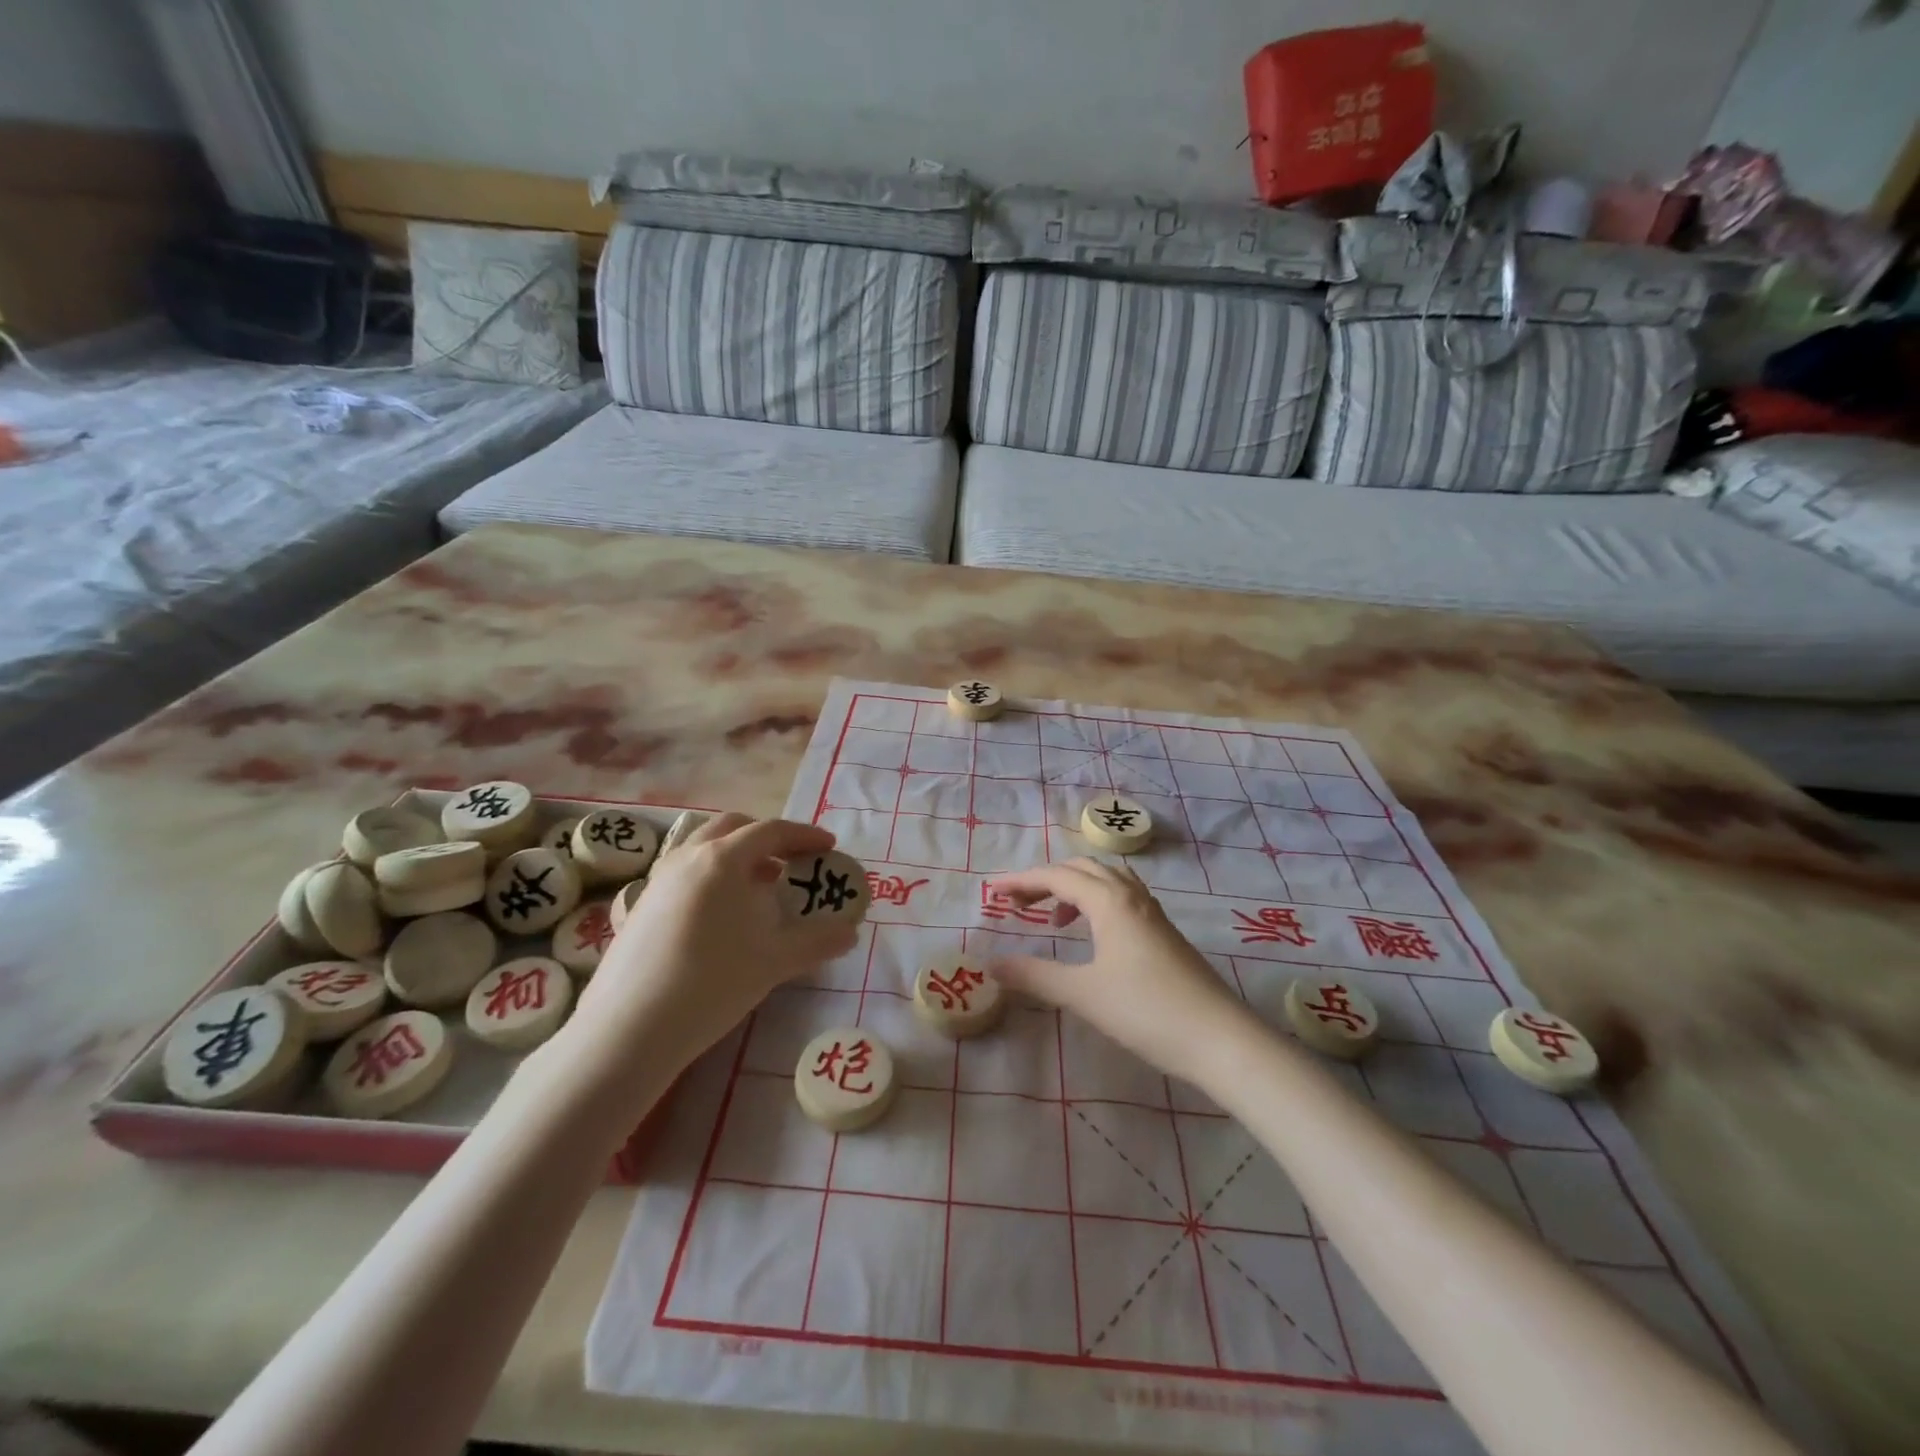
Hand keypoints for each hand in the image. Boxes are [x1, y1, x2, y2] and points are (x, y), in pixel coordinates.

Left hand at [572, 814, 859, 1087]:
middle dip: (767, 837)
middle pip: (733, 827)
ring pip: (703, 847)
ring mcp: (658, 880)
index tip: (827, 847)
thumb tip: (851, 932)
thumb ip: (817, 941)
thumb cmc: (711, 983)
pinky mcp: (639, 906)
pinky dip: (711, 876)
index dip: (804, 836)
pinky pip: (684, 872)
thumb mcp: (774, 962)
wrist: (628, 1030)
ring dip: (737, 855)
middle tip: (792, 861)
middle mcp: (687, 857)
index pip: (771, 831)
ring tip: (759, 886)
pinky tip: (720, 916)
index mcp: (723, 859)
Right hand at [986, 859, 1258, 1087]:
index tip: (991, 892)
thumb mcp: (1083, 994)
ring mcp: (1152, 913)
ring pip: (1106, 881)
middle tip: (1017, 904)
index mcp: (1110, 901)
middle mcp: (1131, 896)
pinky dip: (1096, 902)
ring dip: (1074, 888)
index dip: (1021, 881)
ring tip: (1052, 917)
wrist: (1220, 1039)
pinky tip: (1093, 935)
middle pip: (1082, 869)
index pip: (1057, 876)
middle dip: (1045, 880)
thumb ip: (1035, 976)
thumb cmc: (1146, 1011)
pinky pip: (1122, 898)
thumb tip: (992, 965)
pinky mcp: (1164, 933)